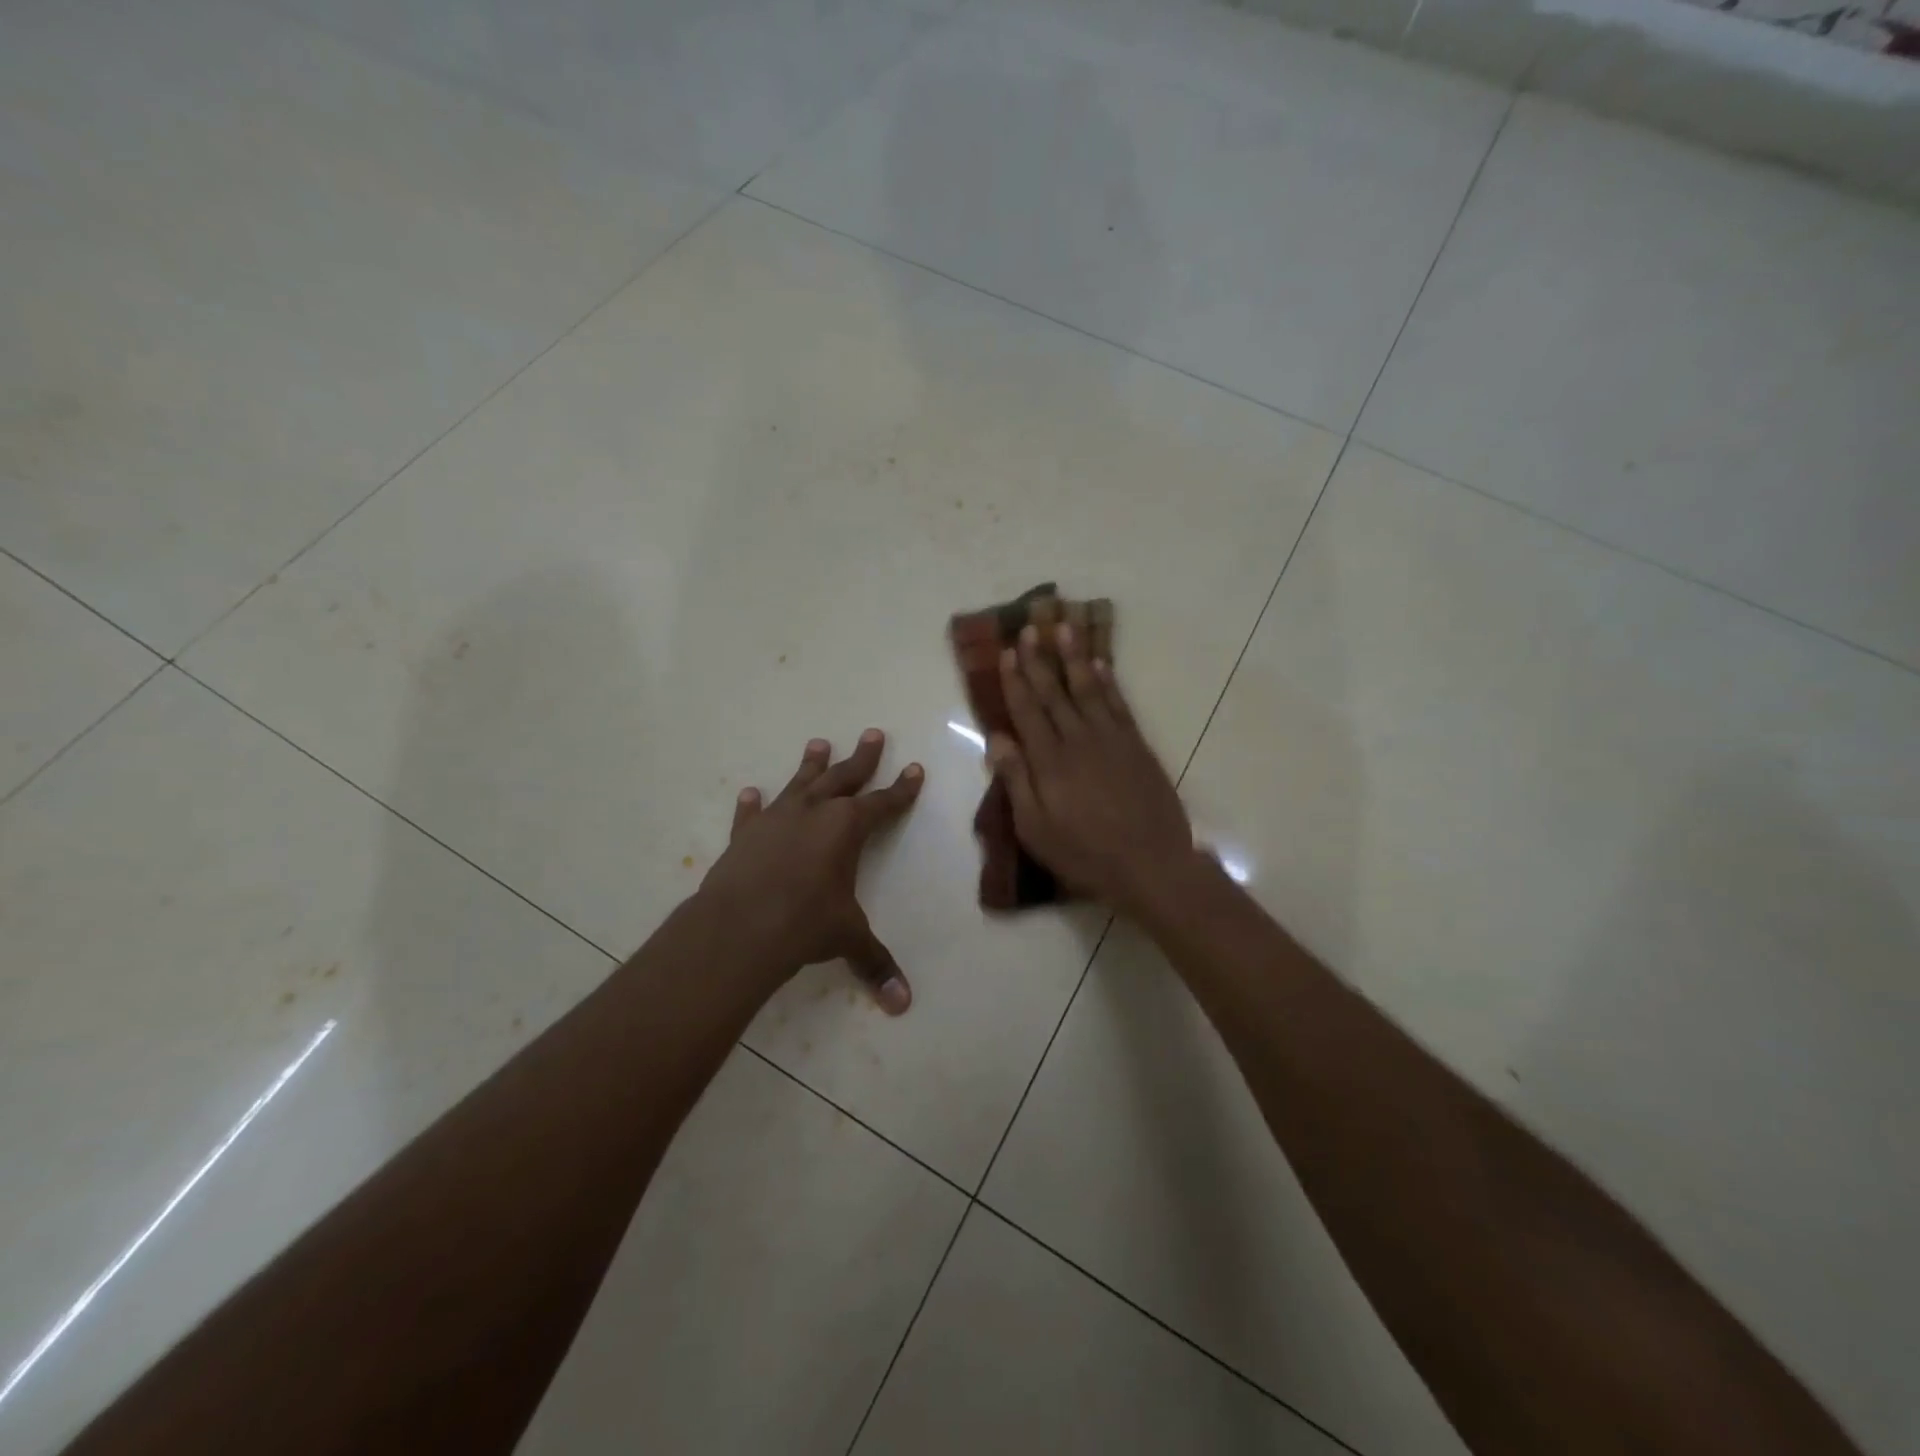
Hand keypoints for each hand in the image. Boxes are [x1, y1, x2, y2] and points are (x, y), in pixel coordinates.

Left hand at [697, 731, 923, 1013]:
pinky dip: (752, 804)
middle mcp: (814, 813)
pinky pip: (751, 814)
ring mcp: (776, 819)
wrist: (739, 928)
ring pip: (800, 783)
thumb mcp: (847, 939)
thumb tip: (903, 1004)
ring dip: (812, 765)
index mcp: (847, 828)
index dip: (901, 789)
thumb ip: (875, 963)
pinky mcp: (744, 835)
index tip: (914, 769)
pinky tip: (750, 792)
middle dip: (862, 757)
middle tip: (873, 733)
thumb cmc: (804, 924)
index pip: (882, 803)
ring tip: (819, 744)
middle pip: (844, 777)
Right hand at [988, 622, 1195, 918]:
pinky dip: (1108, 682)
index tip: (1006, 652)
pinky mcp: (1137, 746)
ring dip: (1074, 658)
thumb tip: (996, 738)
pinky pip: (1118, 704)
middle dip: (1039, 660)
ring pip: (1087, 689)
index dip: (1014, 680)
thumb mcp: (1036, 828)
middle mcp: (1078, 740)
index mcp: (1049, 761)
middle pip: (1054, 693)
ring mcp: (1111, 739)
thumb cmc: (1085, 853)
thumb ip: (1016, 780)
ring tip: (1064, 629)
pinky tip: (1100, 665)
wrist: (1151, 864)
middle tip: (1029, 629)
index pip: (1026, 711)